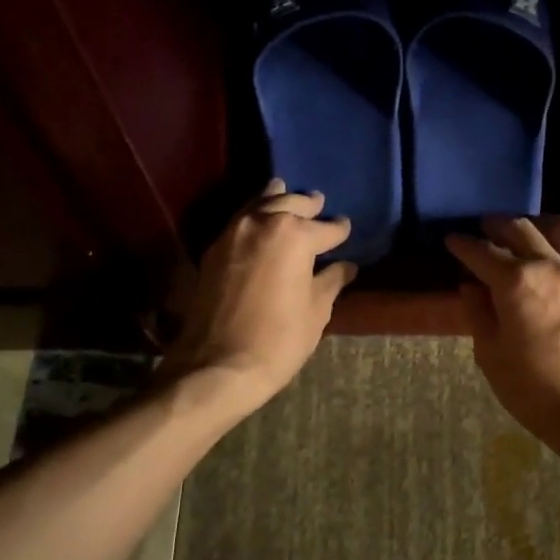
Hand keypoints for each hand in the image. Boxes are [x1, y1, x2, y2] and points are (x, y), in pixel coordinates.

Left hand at [161, 180, 355, 411]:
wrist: (217, 365)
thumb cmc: (279, 340)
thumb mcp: (316, 311)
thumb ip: (331, 281)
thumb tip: (346, 266)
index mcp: (295, 235)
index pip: (327, 228)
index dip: (340, 230)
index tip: (346, 229)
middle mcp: (263, 222)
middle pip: (290, 204)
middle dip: (308, 205)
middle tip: (319, 203)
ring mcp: (233, 232)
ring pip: (259, 204)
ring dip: (276, 199)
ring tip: (286, 193)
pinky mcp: (213, 249)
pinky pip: (240, 220)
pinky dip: (254, 215)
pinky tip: (260, 221)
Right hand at [445, 216, 559, 443]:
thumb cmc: (533, 389)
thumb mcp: (490, 355)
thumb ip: (478, 313)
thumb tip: (471, 286)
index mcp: (515, 282)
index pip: (482, 252)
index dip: (463, 244)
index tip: (452, 240)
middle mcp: (548, 265)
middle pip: (519, 229)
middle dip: (496, 226)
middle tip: (483, 231)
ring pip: (559, 227)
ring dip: (536, 223)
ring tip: (525, 231)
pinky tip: (554, 253)